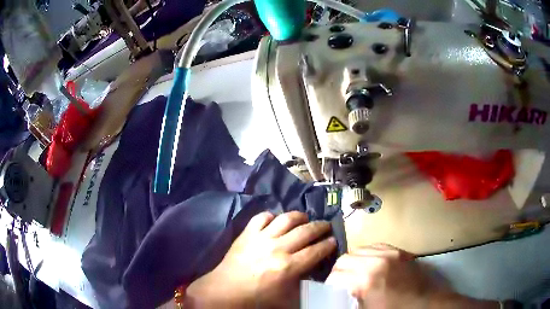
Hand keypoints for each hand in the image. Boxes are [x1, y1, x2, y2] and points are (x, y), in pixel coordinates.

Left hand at [184, 211, 336, 308]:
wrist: (226, 290)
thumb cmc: (257, 298)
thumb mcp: (286, 297)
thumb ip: (303, 285)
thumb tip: (313, 273)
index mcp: (289, 266)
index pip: (316, 251)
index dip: (328, 244)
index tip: (333, 241)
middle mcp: (278, 248)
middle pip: (306, 231)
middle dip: (320, 226)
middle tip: (326, 226)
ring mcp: (261, 238)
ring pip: (286, 219)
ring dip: (299, 216)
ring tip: (305, 218)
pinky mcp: (247, 233)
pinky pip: (262, 217)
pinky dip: (272, 216)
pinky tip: (276, 220)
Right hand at [326, 244, 498, 308]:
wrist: (425, 304)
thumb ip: (349, 300)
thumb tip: (335, 296)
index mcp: (366, 281)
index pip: (335, 275)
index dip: (330, 285)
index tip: (332, 293)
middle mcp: (376, 262)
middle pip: (344, 259)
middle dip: (339, 272)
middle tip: (342, 284)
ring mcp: (390, 253)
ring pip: (358, 250)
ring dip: (353, 262)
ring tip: (356, 274)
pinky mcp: (399, 251)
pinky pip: (375, 246)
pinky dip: (367, 254)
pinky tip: (370, 265)